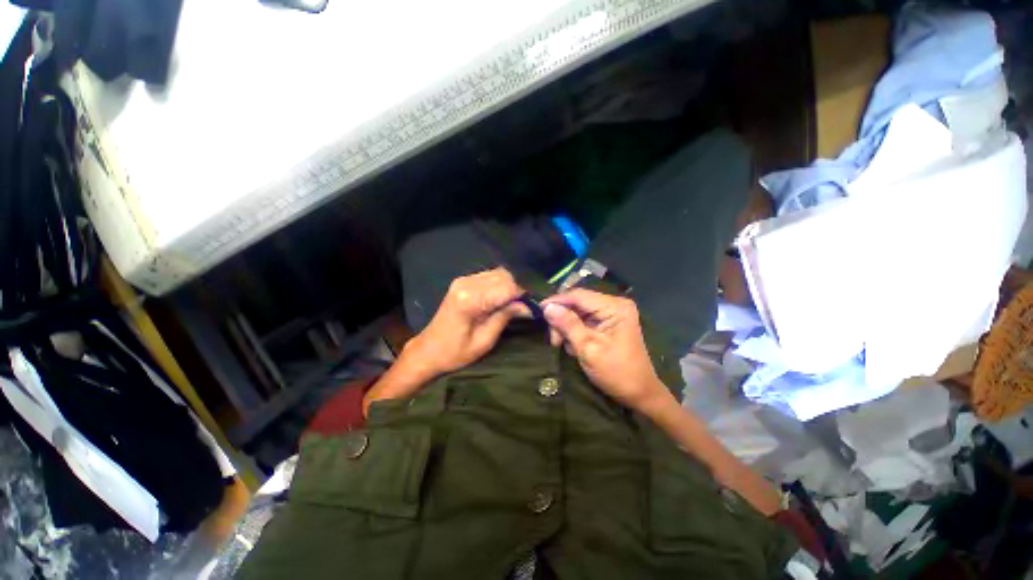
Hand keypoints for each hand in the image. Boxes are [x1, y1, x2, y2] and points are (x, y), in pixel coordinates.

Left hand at [404, 268, 528, 376]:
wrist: (428, 351)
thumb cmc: (455, 353)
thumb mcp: (484, 341)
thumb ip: (504, 317)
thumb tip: (527, 306)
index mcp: (469, 300)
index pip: (506, 287)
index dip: (522, 297)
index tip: (531, 309)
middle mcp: (466, 284)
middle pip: (503, 276)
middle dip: (517, 290)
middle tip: (522, 308)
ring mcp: (463, 280)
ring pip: (498, 273)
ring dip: (509, 286)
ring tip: (512, 304)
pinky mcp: (462, 281)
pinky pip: (489, 276)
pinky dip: (500, 285)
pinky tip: (500, 299)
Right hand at [542, 289, 669, 413]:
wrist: (640, 394)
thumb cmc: (616, 372)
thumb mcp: (588, 348)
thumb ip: (568, 325)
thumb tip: (547, 307)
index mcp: (614, 306)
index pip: (579, 295)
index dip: (557, 301)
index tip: (538, 310)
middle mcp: (614, 304)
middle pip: (577, 303)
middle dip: (563, 320)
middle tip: (554, 341)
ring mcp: (611, 314)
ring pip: (578, 313)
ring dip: (567, 329)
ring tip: (565, 347)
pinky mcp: (608, 323)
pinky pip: (584, 321)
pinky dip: (575, 333)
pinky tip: (575, 347)